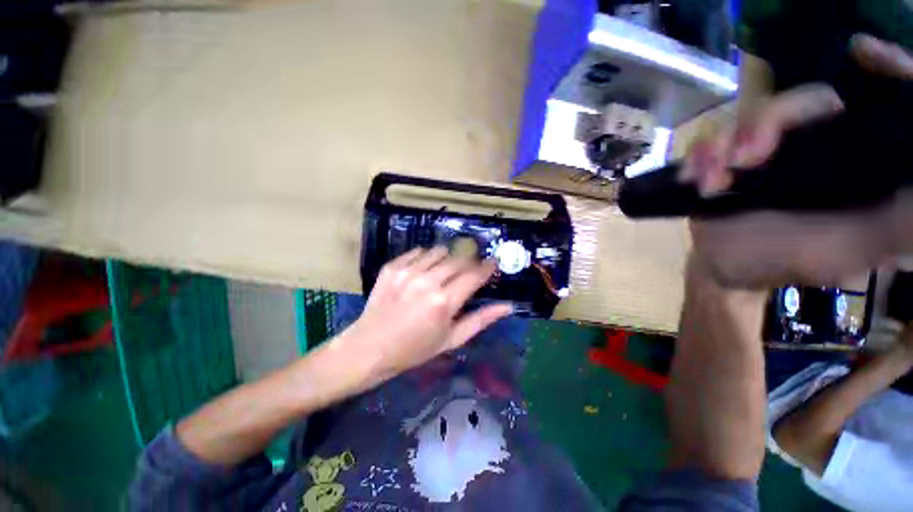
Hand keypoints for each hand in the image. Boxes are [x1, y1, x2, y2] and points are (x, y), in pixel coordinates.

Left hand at [335, 247, 511, 386]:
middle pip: (459, 259)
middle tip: (470, 270)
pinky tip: (424, 271)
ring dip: (448, 258)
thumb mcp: (452, 339)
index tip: (493, 263)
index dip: (487, 267)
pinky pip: (418, 251)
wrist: (370, 348)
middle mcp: (427, 282)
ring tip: (445, 271)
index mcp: (444, 302)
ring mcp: (407, 271)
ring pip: (440, 251)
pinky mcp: (392, 267)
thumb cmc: (415, 349)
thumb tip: (508, 306)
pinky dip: (427, 257)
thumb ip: (481, 320)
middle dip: (470, 262)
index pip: (474, 275)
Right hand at [683, 34, 912, 288]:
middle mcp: (812, 139)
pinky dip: (697, 158)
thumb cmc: (797, 258)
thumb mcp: (858, 244)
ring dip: (721, 146)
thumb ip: (899, 220)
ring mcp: (764, 146)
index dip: (876, 68)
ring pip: (746, 117)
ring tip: (712, 184)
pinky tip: (692, 180)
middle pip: (799, 101)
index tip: (860, 51)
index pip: (869, 101)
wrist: (734, 268)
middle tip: (745, 159)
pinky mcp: (726, 158)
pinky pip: (707, 142)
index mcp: (851, 153)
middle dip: (767, 121)